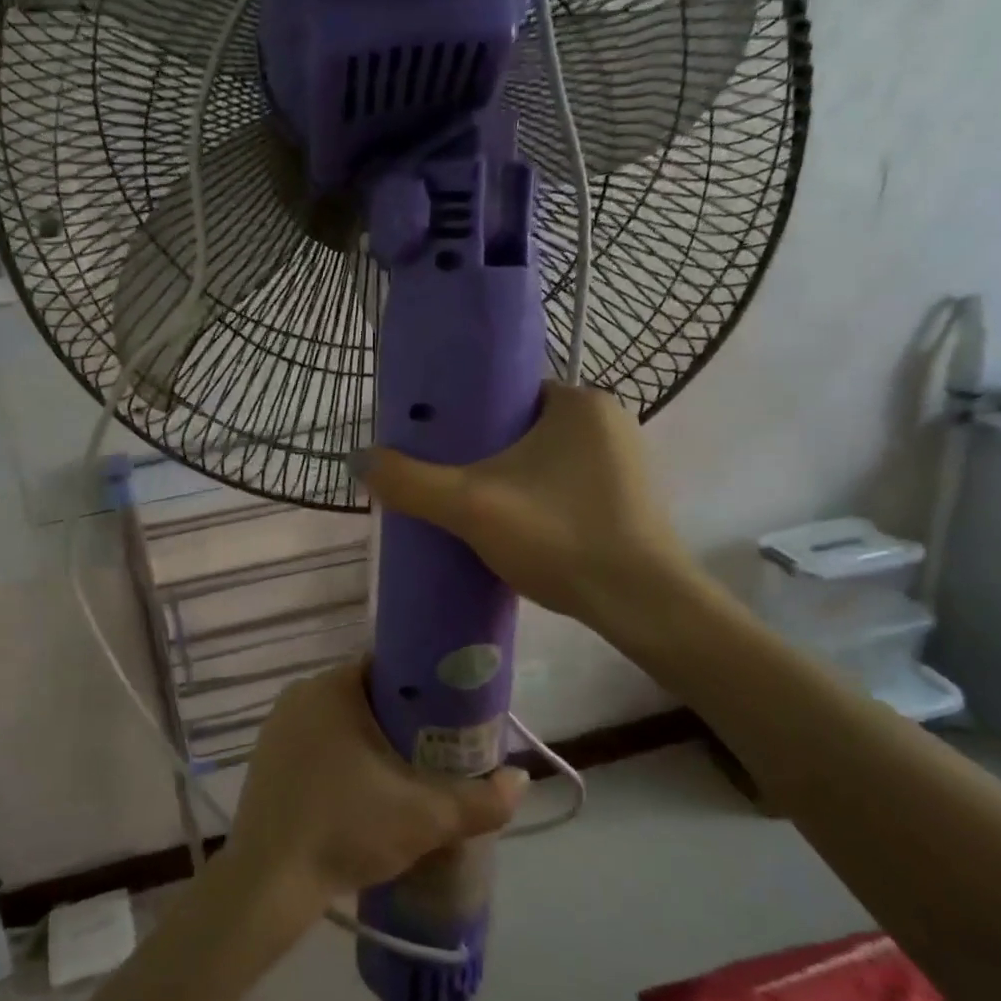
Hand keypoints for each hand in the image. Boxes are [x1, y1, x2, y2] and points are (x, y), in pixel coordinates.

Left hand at [224, 662, 527, 919]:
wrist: (269, 881)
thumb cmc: (346, 827)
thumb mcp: (425, 817)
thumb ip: (481, 800)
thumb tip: (521, 779)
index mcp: (333, 686)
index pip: (388, 668)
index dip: (424, 689)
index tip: (450, 717)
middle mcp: (301, 694)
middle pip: (365, 694)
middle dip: (401, 720)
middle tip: (435, 752)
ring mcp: (277, 726)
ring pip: (339, 721)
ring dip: (370, 740)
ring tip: (404, 775)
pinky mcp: (265, 757)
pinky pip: (314, 742)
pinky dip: (340, 757)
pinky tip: (358, 792)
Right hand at [352, 382, 705, 646]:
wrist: (641, 607)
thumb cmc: (559, 536)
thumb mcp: (470, 506)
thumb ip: (411, 481)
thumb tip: (358, 458)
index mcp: (580, 401)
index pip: (505, 393)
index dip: (463, 417)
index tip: (434, 446)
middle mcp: (609, 421)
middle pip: (520, 428)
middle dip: (482, 454)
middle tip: (446, 484)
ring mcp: (625, 463)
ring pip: (542, 461)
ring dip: (508, 480)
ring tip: (472, 510)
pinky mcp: (629, 501)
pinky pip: (565, 486)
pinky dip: (536, 500)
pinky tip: (515, 530)